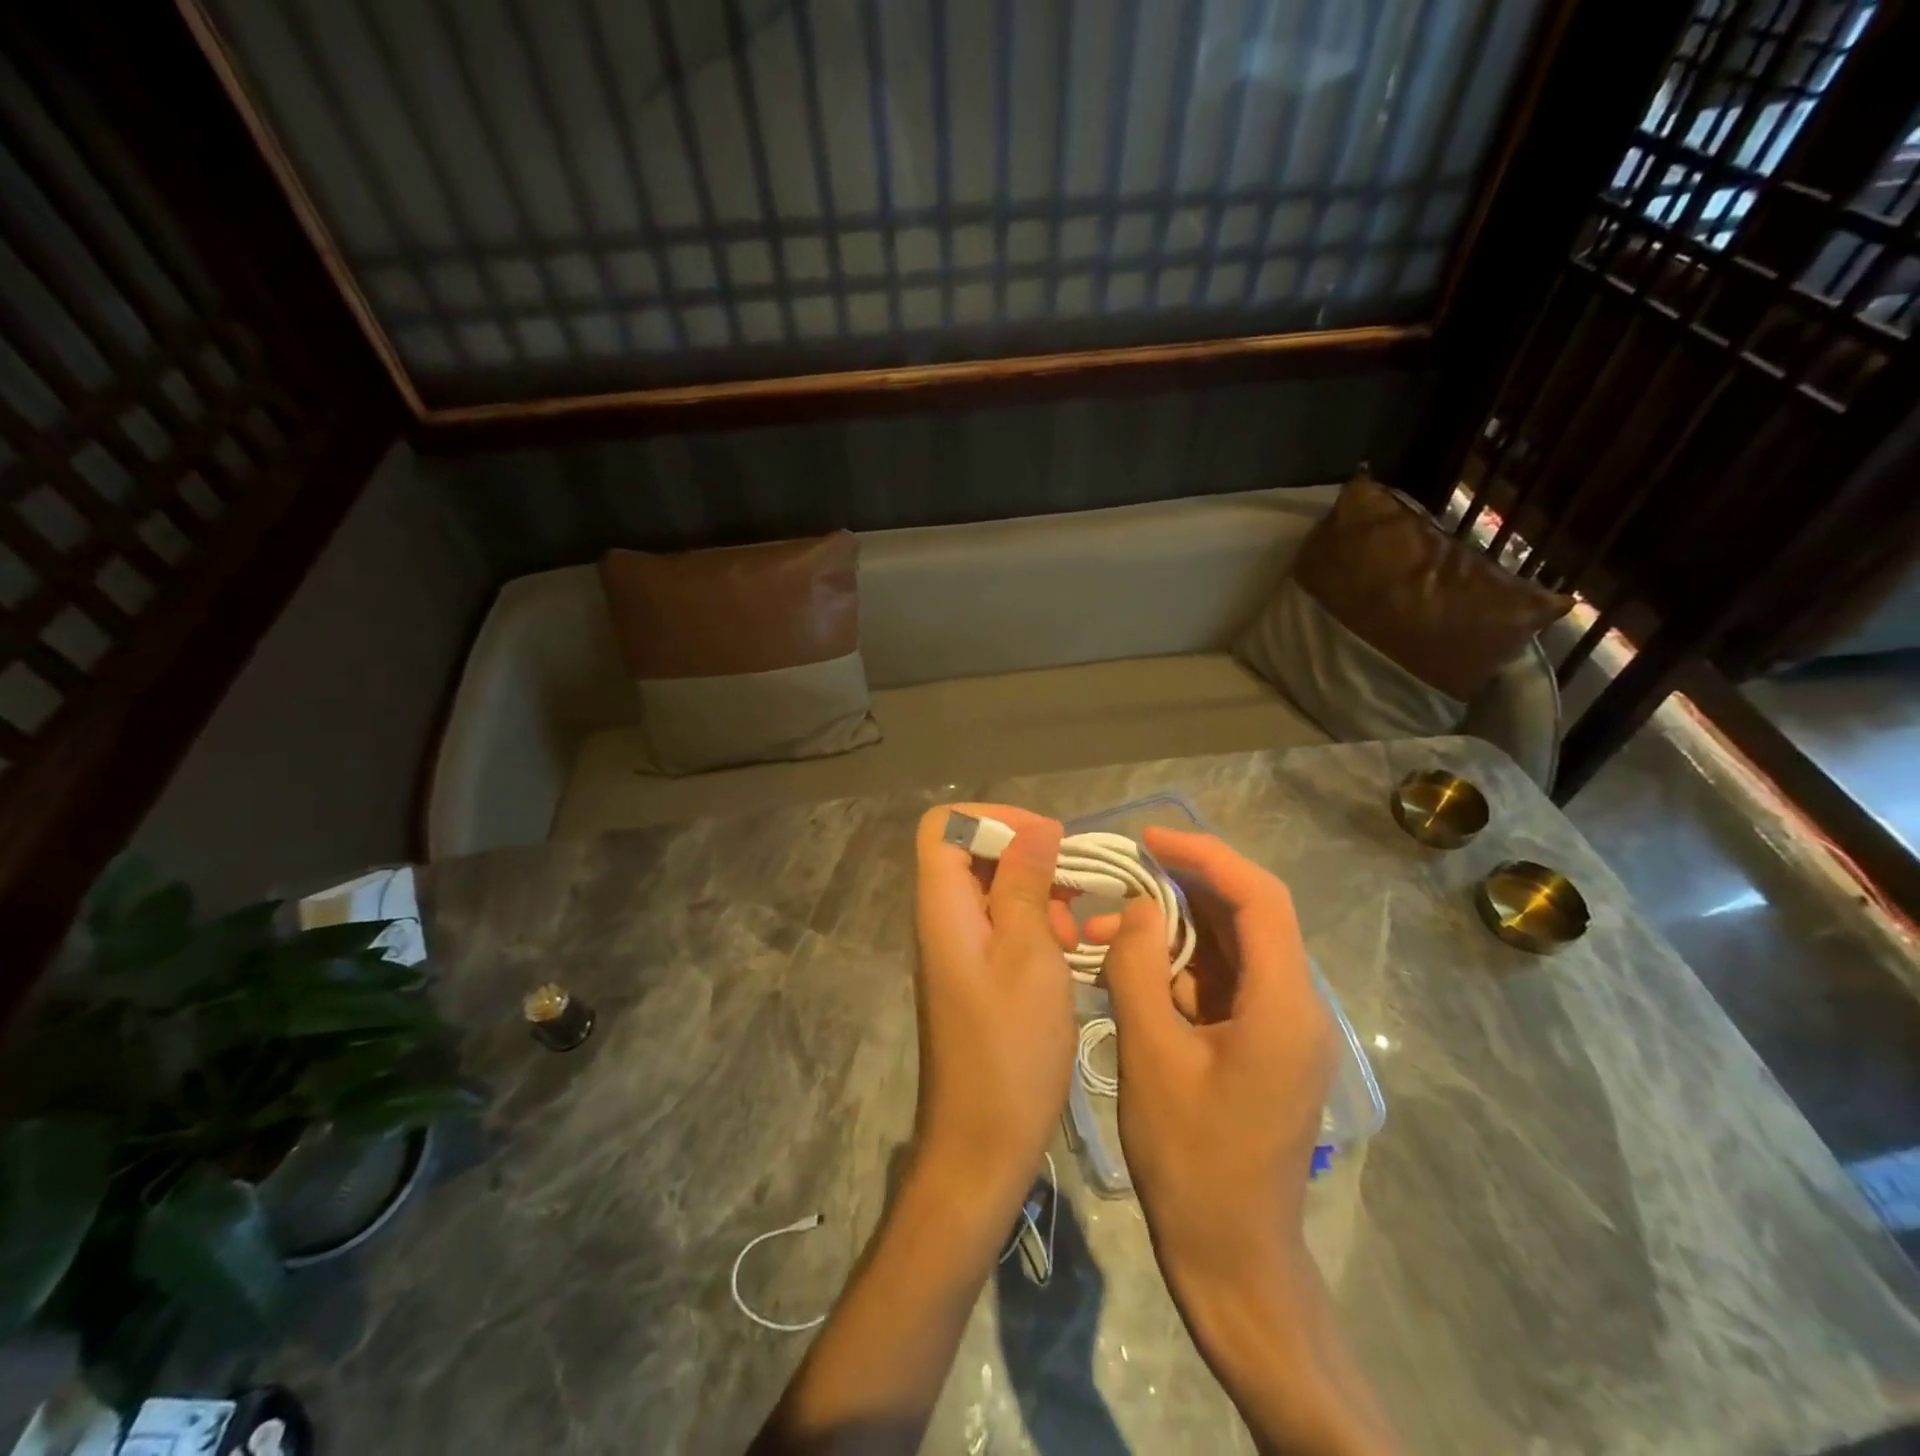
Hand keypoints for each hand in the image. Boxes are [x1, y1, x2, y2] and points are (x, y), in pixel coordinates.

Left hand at [910, 803, 1078, 1212]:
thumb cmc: (1010, 1051)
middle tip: (1074, 890)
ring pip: (994, 891)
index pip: (944, 826)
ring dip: (1039, 895)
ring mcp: (958, 950)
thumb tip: (1035, 825)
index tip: (1047, 839)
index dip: (993, 818)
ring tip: (1078, 928)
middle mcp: (943, 920)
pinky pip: (1003, 928)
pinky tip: (1072, 953)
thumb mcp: (1029, 956)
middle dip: (1028, 858)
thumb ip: (1026, 884)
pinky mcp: (976, 976)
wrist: (981, 1147)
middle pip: (973, 855)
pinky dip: (1037, 927)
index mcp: (943, 907)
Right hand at [1093, 830, 1401, 1454]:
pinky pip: (1220, 985)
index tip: (1150, 840)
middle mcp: (1295, 1007)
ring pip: (1228, 950)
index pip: (1259, 899)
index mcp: (1283, 1006)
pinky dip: (1177, 968)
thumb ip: (1140, 968)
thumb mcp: (1150, 1054)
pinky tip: (1129, 971)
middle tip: (1121, 876)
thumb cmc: (1190, 1159)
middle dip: (1183, 889)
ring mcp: (1279, 1028)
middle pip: (1247, 917)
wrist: (1231, 1258)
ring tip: (1107, 927)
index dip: (1207, 856)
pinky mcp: (1260, 1046)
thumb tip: (1139, 907)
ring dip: (1172, 931)